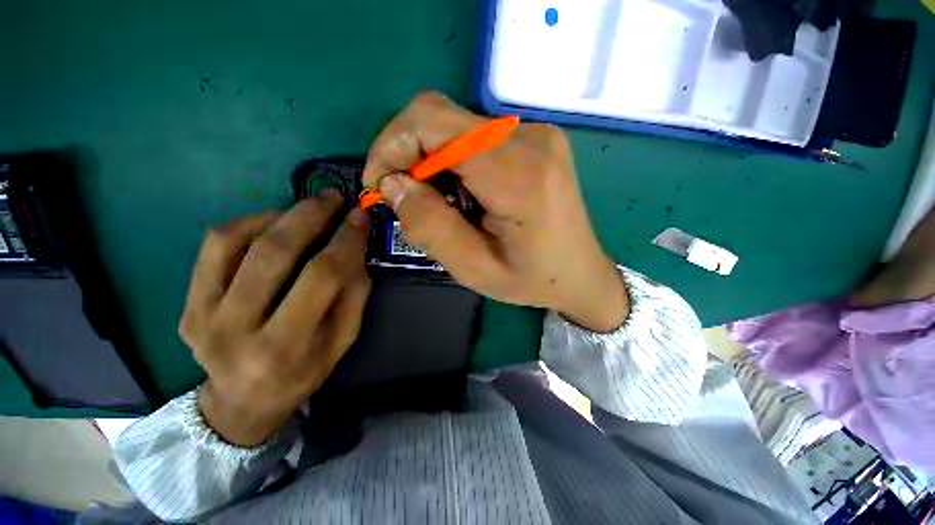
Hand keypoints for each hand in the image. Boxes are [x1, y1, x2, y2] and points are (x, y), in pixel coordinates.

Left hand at [179, 193, 370, 445]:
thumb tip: (356, 248)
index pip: (321, 276)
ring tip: (306, 208)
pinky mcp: (187, 304)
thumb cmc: (303, 373)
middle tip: (334, 198)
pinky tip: (272, 222)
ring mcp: (201, 315)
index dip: (346, 240)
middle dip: (310, 216)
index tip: (360, 217)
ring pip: (235, 242)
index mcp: (285, 347)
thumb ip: (354, 295)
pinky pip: (213, 249)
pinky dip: (246, 225)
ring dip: (278, 215)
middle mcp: (236, 330)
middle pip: (274, 253)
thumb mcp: (343, 341)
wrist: (241, 402)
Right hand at [363, 92, 627, 331]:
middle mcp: (530, 138)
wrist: (581, 273)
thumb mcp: (474, 268)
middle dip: (411, 157)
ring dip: (435, 165)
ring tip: (450, 208)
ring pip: (456, 127)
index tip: (383, 187)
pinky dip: (456, 163)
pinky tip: (469, 196)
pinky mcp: (536, 139)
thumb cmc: (531, 279)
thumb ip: (429, 225)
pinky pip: (476, 137)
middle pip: (441, 118)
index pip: (432, 122)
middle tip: (414, 202)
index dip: (392, 146)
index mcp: (518, 173)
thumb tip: (392, 184)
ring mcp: (537, 133)